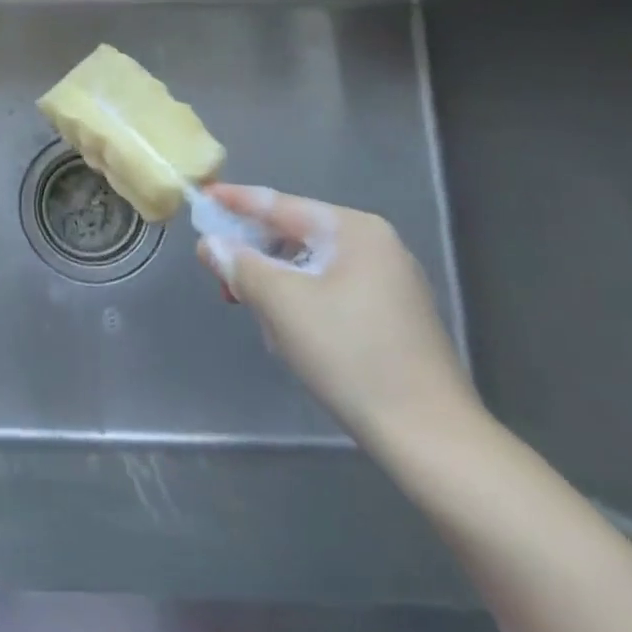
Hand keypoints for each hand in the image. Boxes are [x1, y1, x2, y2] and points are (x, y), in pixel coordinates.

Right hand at [196, 185, 479, 444]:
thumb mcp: (281, 303)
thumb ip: (239, 264)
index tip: (201, 195)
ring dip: (275, 281)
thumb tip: (211, 245)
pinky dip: (301, 300)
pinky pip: (332, 290)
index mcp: (355, 230)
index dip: (235, 200)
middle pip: (297, 234)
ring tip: (248, 304)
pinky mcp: (395, 317)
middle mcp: (378, 246)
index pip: (280, 204)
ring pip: (312, 266)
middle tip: (217, 267)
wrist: (430, 437)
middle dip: (254, 251)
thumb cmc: (349, 355)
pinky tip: (286, 328)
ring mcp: (391, 282)